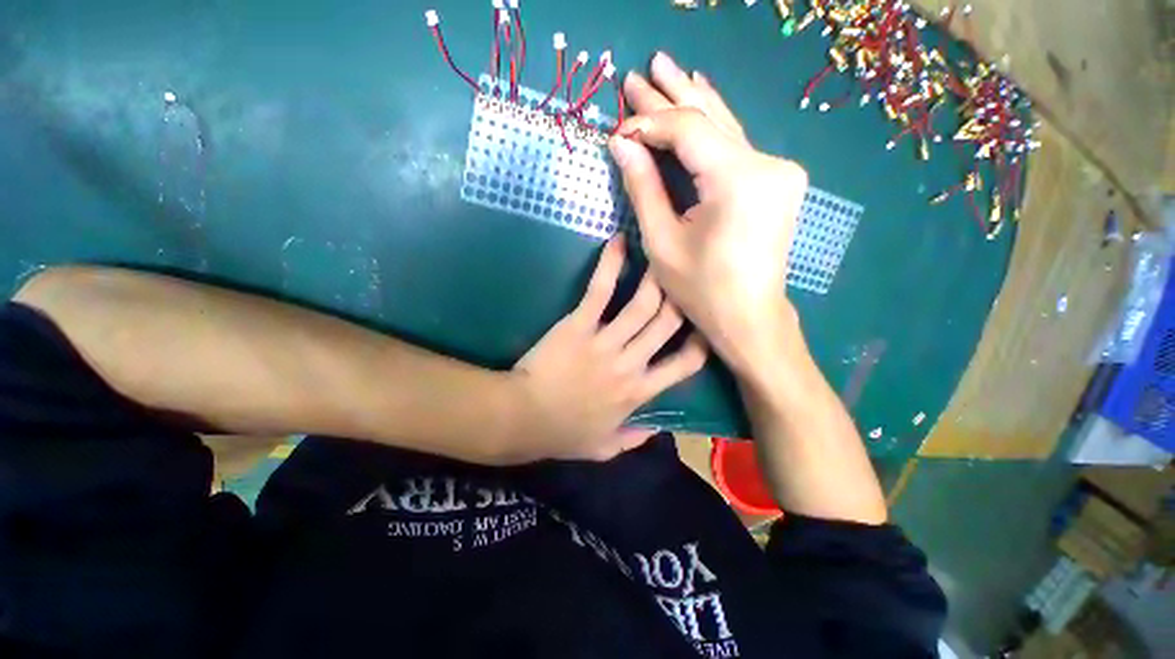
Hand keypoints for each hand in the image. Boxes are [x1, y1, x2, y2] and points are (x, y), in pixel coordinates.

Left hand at [503, 236, 706, 462]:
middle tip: (688, 279)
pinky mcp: (578, 324)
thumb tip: (656, 431)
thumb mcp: (604, 448)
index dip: (701, 344)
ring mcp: (605, 341)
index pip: (685, 365)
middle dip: (683, 300)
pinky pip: (599, 291)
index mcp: (639, 392)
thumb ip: (633, 439)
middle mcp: (630, 363)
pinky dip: (610, 265)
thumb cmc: (562, 433)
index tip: (705, 327)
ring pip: (642, 304)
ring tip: (664, 254)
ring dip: (657, 278)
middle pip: (668, 324)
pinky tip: (619, 242)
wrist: (523, 418)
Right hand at [608, 53, 808, 373]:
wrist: (750, 317)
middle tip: (639, 72)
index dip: (648, 124)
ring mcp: (778, 170)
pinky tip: (702, 99)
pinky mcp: (776, 181)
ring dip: (693, 101)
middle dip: (670, 96)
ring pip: (726, 127)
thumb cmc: (702, 290)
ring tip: (667, 70)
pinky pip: (737, 145)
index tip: (617, 129)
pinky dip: (713, 126)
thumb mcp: (663, 242)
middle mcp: (767, 164)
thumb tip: (621, 145)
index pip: (687, 130)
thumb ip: (643, 188)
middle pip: (710, 118)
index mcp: (738, 180)